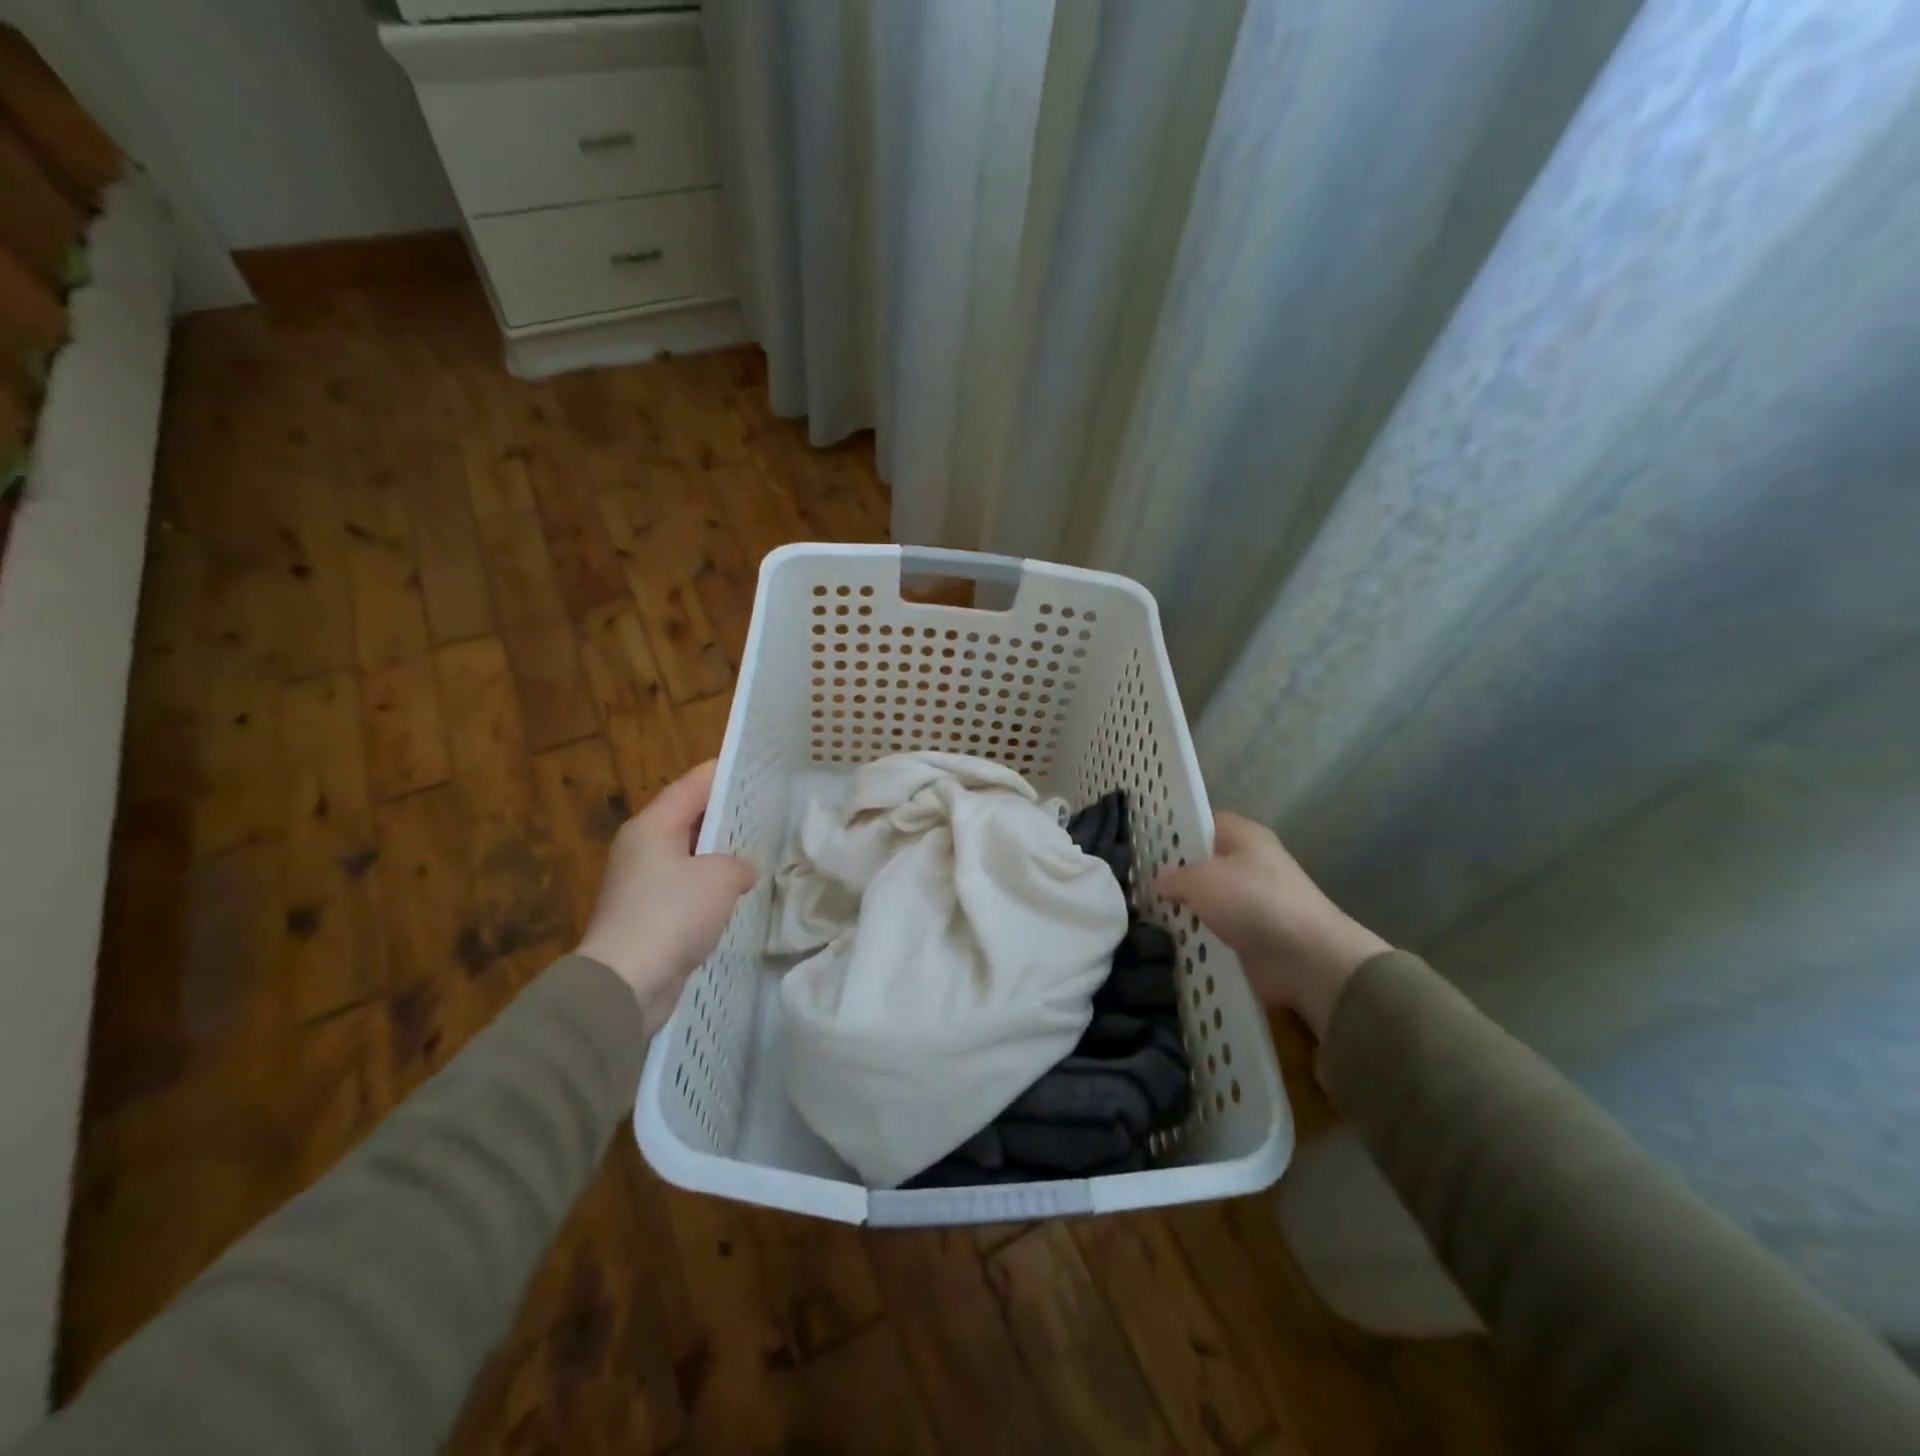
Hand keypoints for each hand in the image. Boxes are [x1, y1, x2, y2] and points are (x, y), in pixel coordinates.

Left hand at [576, 760, 757, 1036]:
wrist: (627, 982)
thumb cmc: (672, 913)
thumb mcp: (720, 878)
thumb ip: (739, 864)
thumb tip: (741, 870)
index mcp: (652, 826)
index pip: (692, 786)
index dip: (722, 774)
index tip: (750, 768)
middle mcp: (641, 848)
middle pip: (688, 819)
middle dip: (723, 816)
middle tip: (762, 810)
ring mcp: (641, 884)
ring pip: (688, 857)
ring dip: (717, 857)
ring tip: (755, 852)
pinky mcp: (647, 917)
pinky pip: (684, 890)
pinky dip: (708, 889)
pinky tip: (734, 896)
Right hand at [1155, 812, 1388, 1038]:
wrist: (1307, 960)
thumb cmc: (1253, 902)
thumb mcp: (1202, 879)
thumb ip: (1174, 876)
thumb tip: (1160, 880)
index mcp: (1243, 836)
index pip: (1201, 821)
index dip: (1171, 829)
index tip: (1140, 842)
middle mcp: (1249, 863)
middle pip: (1201, 862)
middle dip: (1172, 874)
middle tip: (1134, 881)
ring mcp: (1251, 901)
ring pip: (1206, 899)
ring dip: (1183, 909)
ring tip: (1143, 912)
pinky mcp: (1252, 935)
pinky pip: (1214, 929)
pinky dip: (1196, 935)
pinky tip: (1168, 939)